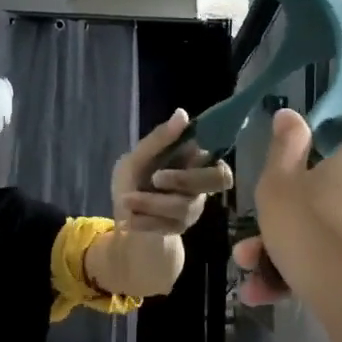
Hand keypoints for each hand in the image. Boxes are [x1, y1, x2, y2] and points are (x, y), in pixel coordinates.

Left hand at [111, 109, 234, 234]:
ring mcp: (192, 208)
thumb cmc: (135, 178)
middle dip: (184, 179)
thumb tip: (182, 113)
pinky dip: (145, 221)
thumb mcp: (138, 156)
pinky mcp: (178, 228)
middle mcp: (201, 186)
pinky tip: (128, 219)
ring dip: (152, 202)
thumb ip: (160, 139)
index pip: (220, 162)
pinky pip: (168, 226)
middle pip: (216, 181)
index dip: (209, 159)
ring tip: (126, 199)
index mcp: (195, 163)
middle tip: (156, 178)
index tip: (185, 150)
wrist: (122, 213)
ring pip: (184, 206)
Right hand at [232, 106, 341, 306]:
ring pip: (329, 223)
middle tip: (266, 210)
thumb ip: (284, 147)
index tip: (336, 129)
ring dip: (286, 240)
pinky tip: (260, 291)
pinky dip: (298, 269)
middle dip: (300, 193)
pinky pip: (332, 256)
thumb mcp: (279, 183)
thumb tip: (291, 116)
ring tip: (249, 261)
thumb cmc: (313, 226)